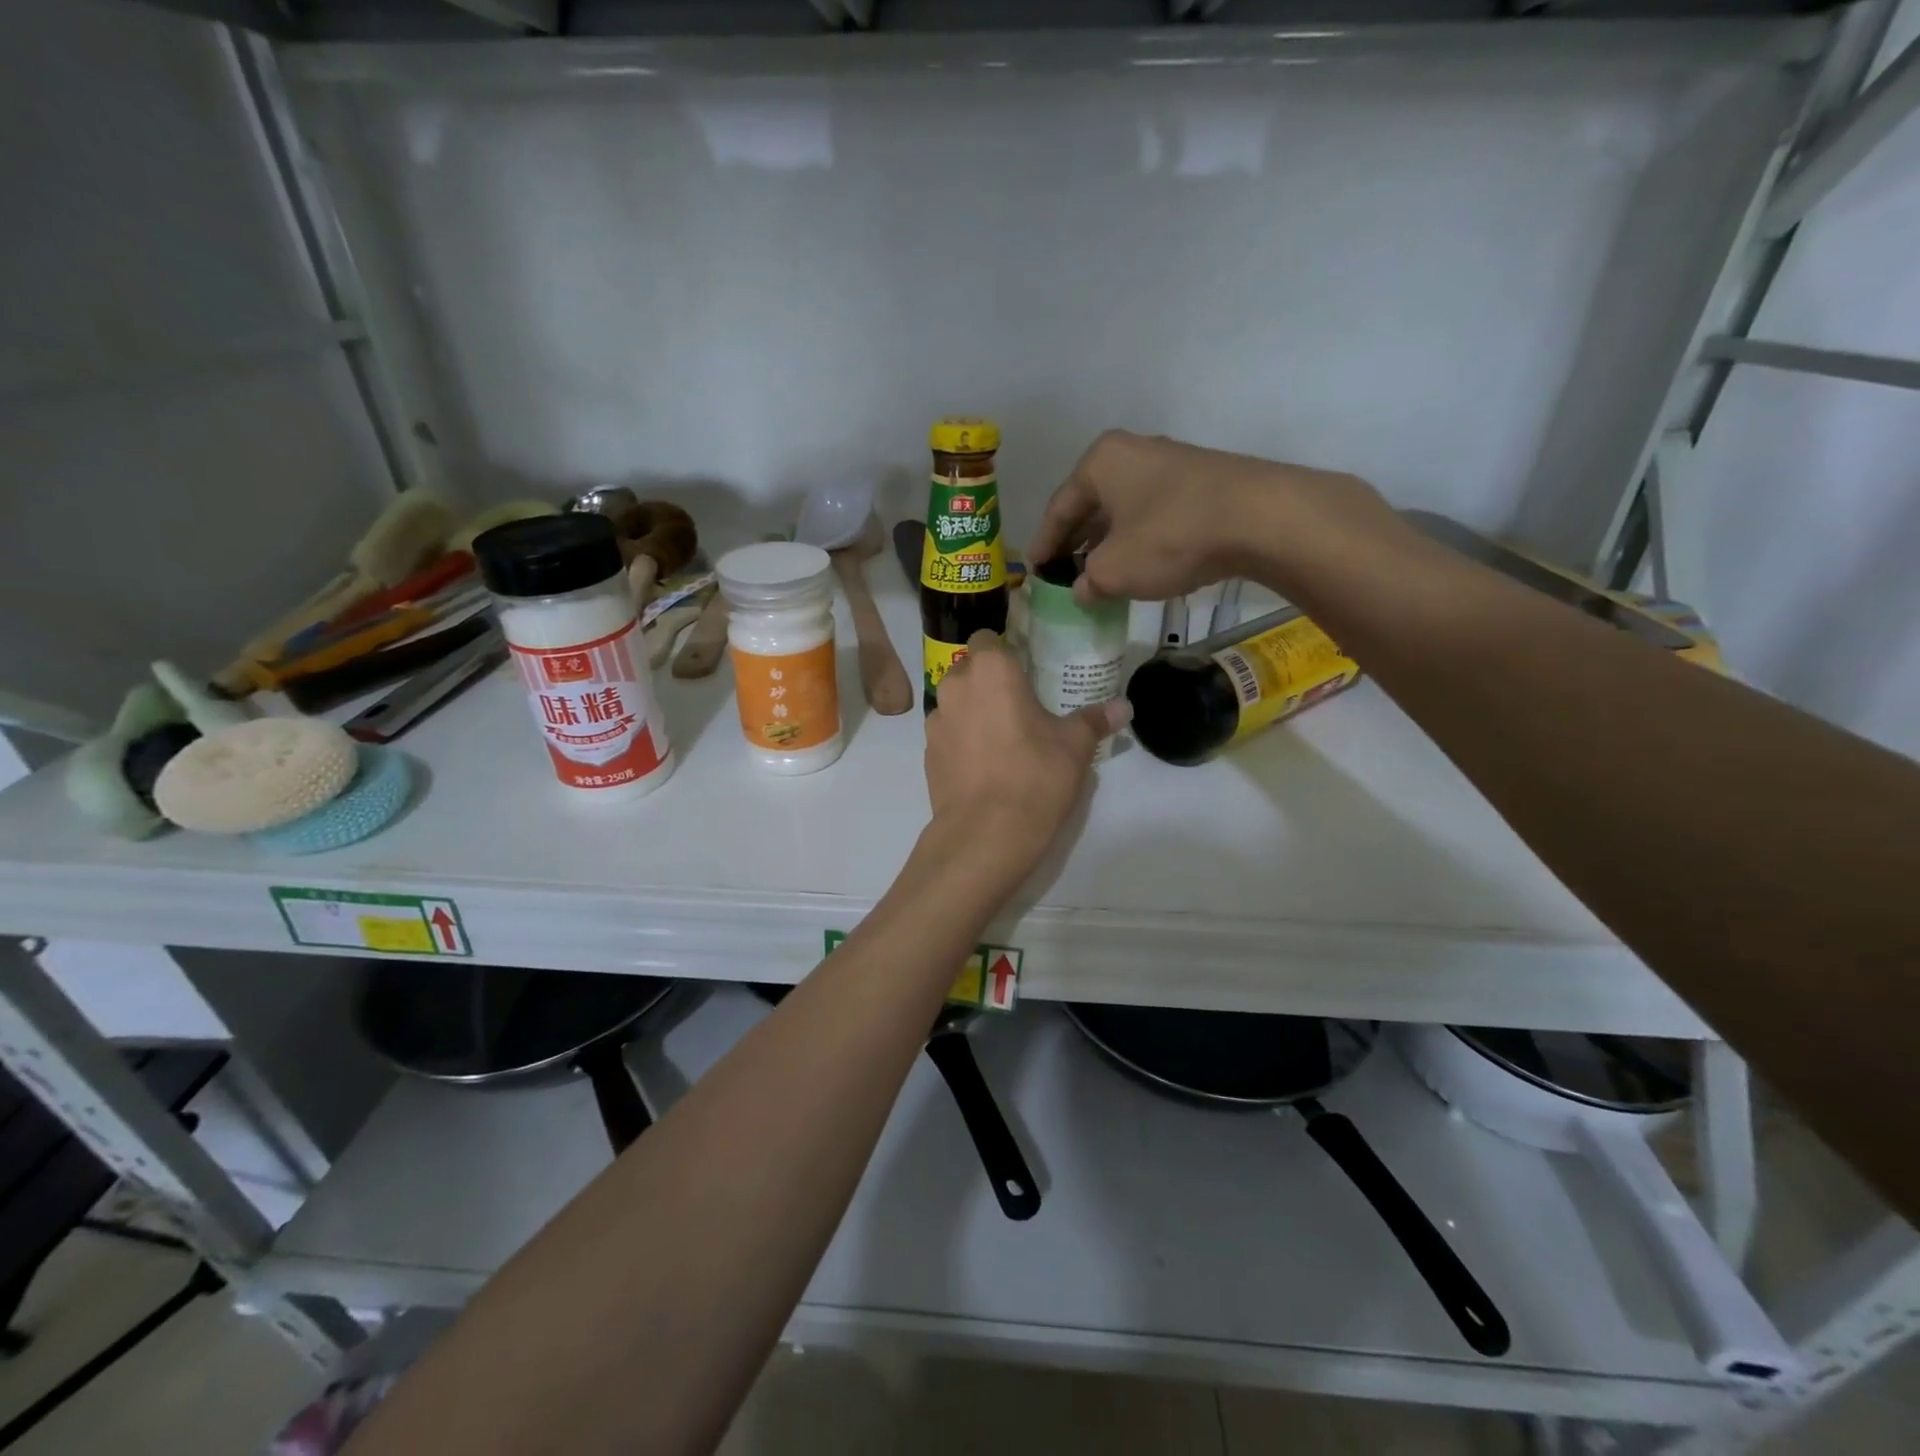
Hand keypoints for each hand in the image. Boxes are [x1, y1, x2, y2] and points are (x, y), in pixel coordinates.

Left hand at [926, 631, 1129, 875]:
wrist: (985, 833)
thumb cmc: (1035, 775)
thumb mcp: (1075, 746)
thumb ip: (1095, 720)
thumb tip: (1123, 708)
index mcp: (990, 670)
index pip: (988, 638)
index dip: (1005, 650)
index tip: (1025, 670)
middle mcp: (955, 686)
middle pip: (969, 670)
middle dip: (990, 682)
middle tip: (1020, 705)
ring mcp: (936, 722)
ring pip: (956, 703)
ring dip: (974, 712)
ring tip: (1003, 739)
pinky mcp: (927, 754)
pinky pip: (948, 735)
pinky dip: (963, 742)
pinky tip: (985, 766)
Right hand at [1029, 430, 1403, 605]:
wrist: (1259, 519)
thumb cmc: (1169, 537)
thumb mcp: (1114, 570)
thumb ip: (1088, 582)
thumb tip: (1082, 589)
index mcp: (1100, 462)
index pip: (1059, 508)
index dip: (1044, 544)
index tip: (1034, 570)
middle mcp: (1133, 453)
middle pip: (1093, 505)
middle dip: (1078, 542)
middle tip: (1066, 573)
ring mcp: (1172, 464)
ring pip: (1126, 510)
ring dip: (1111, 543)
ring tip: (1102, 575)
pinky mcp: (1203, 482)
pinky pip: (1156, 514)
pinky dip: (1141, 540)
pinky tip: (1143, 566)